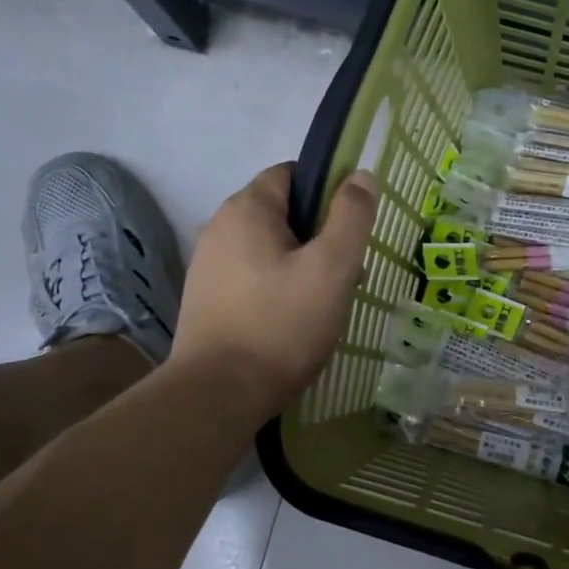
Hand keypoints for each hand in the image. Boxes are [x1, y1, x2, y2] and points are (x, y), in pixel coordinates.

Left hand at [171, 163, 378, 417]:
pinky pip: (253, 281)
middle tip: (347, 275)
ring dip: (302, 268)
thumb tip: (360, 175)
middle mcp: (219, 229)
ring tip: (326, 304)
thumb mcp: (331, 267)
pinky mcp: (207, 302)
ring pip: (270, 252)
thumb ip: (351, 217)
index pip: (291, 174)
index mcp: (246, 210)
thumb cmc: (282, 324)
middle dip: (320, 238)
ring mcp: (208, 267)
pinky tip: (295, 323)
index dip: (328, 192)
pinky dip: (278, 291)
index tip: (353, 228)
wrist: (219, 393)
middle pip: (282, 216)